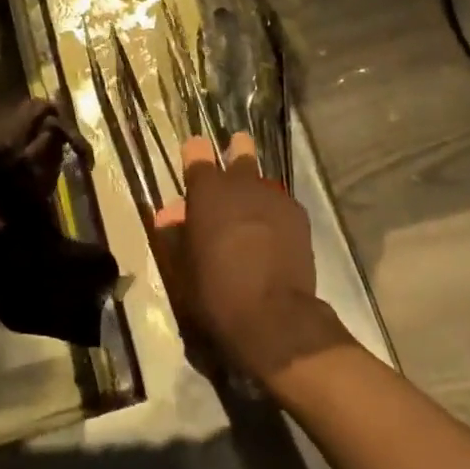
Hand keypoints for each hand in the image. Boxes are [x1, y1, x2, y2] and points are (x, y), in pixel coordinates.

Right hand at [149, 134, 351, 382]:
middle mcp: (241, 184)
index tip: (194, 157)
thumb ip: (176, 235)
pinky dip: (273, 213)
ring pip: (262, 181)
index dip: (194, 153)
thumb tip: (170, 217)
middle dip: (235, 154)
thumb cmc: (216, 292)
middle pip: (240, 152)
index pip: (197, 152)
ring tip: (251, 214)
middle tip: (231, 163)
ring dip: (253, 192)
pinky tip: (272, 235)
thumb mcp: (182, 267)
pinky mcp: (298, 215)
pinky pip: (281, 204)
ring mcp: (274, 197)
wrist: (274, 316)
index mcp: (207, 191)